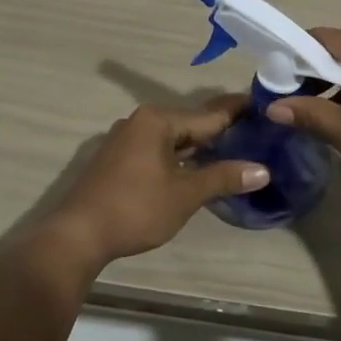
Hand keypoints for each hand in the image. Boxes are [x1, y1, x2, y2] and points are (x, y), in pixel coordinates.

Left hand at [33, 98, 268, 273]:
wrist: (78, 235)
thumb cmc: (136, 208)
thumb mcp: (185, 194)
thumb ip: (223, 177)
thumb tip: (262, 170)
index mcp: (157, 121)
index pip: (208, 114)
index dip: (236, 112)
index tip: (262, 105)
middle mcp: (140, 122)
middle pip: (189, 124)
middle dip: (220, 131)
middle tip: (255, 133)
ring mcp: (125, 141)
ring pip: (172, 139)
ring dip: (199, 147)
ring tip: (233, 151)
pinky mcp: (117, 161)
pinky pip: (158, 151)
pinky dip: (179, 158)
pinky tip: (196, 169)